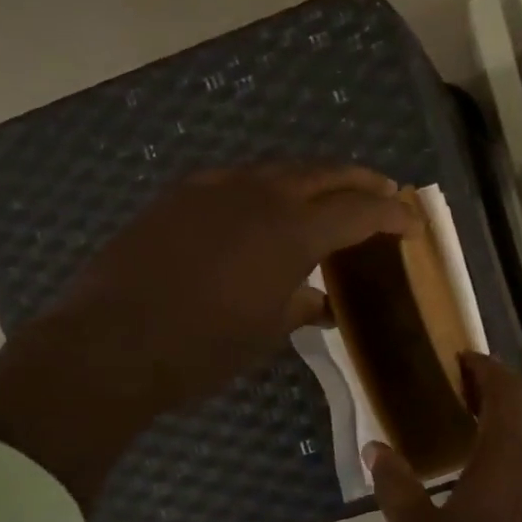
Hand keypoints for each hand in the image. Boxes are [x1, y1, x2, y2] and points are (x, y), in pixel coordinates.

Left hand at [57, 164, 417, 409]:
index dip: (390, 214)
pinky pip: (234, 182)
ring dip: (309, 181)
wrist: (110, 343)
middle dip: (358, 182)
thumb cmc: (201, 350)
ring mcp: (212, 189)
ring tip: (325, 199)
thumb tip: (319, 302)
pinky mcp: (177, 197)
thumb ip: (299, 307)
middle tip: (381, 194)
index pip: (357, 210)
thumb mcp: (264, 335)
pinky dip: (261, 191)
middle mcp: (257, 194)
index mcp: (291, 231)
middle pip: (322, 173)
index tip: (410, 223)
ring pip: (275, 171)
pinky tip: (258, 210)